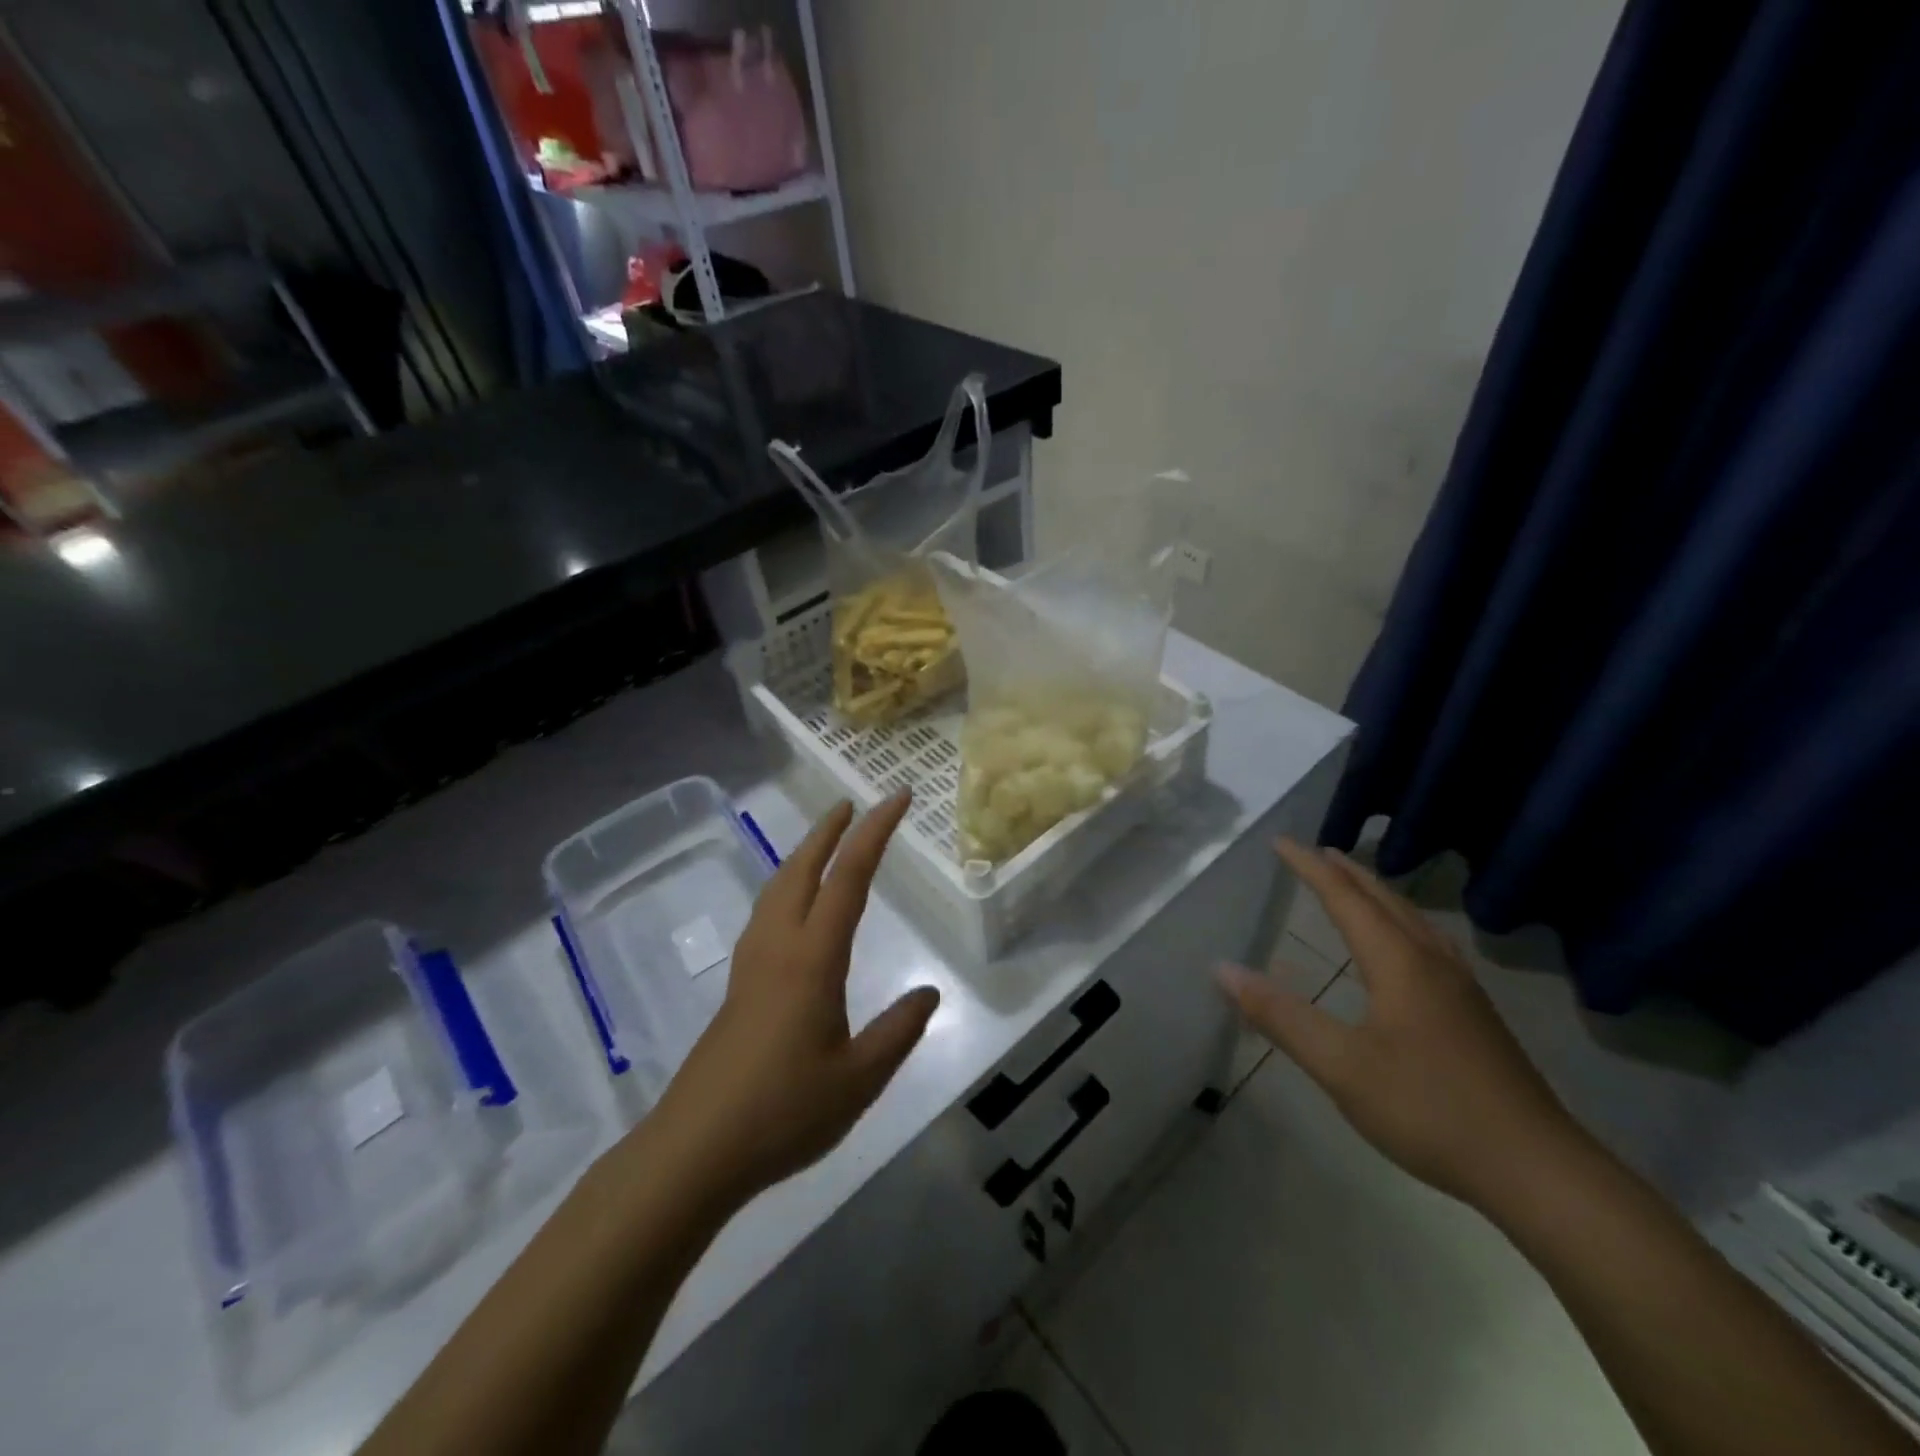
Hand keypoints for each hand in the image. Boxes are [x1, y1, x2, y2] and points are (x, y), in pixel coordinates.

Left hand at [648, 793, 940, 1208]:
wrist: (696, 1150)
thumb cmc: (784, 1112)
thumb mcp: (860, 1079)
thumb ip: (898, 1031)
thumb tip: (929, 993)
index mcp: (813, 958)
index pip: (850, 878)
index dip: (876, 833)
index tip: (898, 798)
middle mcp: (778, 947)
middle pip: (802, 868)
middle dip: (829, 831)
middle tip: (854, 805)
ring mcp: (751, 965)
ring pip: (776, 888)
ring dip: (803, 854)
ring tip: (824, 842)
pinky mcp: (738, 987)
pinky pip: (765, 913)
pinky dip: (785, 886)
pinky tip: (791, 907)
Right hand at [1216, 839, 1584, 1211]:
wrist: (1539, 1171)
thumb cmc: (1429, 1109)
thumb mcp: (1341, 1066)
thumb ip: (1280, 1016)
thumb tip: (1223, 969)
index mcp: (1398, 962)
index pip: (1345, 898)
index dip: (1310, 867)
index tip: (1280, 841)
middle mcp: (1432, 962)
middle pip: (1385, 899)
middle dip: (1346, 872)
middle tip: (1315, 852)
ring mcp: (1461, 988)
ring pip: (1413, 920)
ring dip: (1377, 894)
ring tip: (1354, 886)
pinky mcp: (1476, 1014)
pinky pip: (1428, 942)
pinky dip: (1400, 922)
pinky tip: (1405, 947)